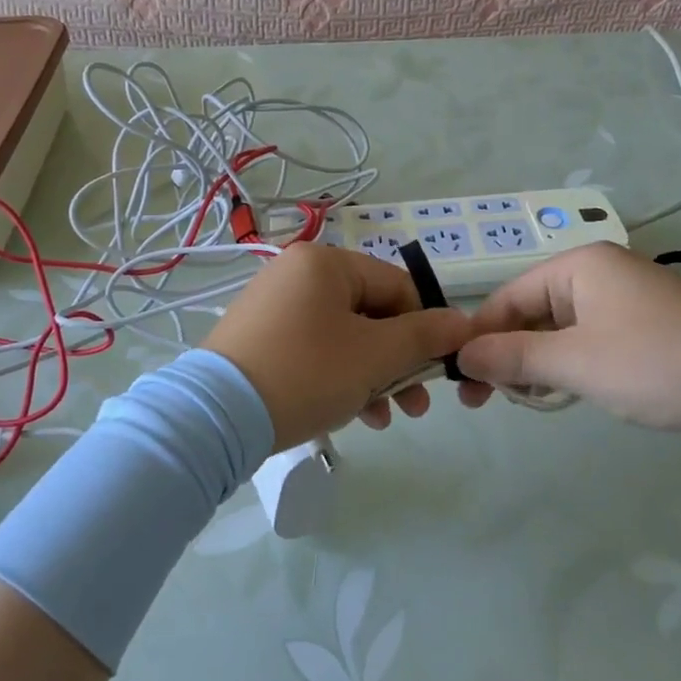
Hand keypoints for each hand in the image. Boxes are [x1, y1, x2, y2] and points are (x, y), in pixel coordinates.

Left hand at [204, 243, 471, 449]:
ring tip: (384, 418)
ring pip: (344, 336)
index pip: (398, 287)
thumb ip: (423, 336)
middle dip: (398, 362)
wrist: (216, 416)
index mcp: (326, 262)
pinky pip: (314, 349)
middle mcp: (297, 273)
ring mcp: (274, 305)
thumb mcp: (374, 355)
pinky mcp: (259, 337)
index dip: (425, 329)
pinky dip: (337, 377)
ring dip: (372, 376)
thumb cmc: (306, 373)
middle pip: (370, 313)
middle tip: (415, 406)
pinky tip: (350, 415)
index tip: (435, 372)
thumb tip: (463, 322)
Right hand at [457, 243, 680, 440]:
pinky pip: (591, 339)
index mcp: (578, 266)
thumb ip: (514, 357)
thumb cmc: (658, 363)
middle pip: (533, 311)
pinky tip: (569, 391)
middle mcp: (600, 272)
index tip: (460, 381)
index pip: (508, 297)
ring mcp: (628, 299)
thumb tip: (462, 357)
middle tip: (489, 399)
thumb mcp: (576, 362)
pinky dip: (572, 364)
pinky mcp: (649, 326)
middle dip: (509, 352)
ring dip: (540, 362)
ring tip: (529, 399)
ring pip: (562, 328)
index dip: (480, 337)